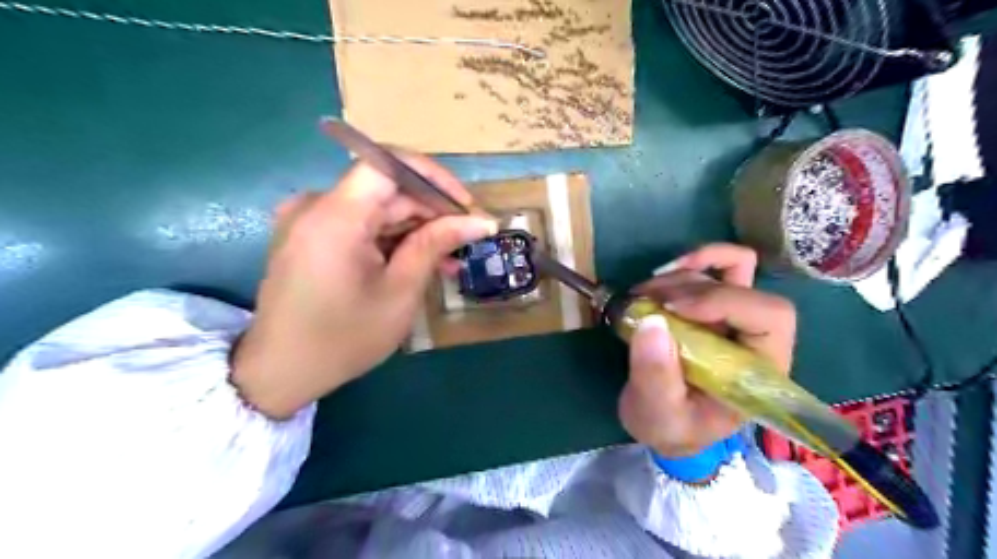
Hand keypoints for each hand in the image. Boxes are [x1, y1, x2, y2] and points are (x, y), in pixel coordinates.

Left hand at [234, 153, 497, 419]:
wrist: (280, 373)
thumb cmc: (344, 338)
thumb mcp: (400, 292)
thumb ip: (435, 245)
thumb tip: (480, 221)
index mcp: (335, 216)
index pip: (389, 164)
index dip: (433, 177)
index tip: (465, 206)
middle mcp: (315, 206)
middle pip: (385, 189)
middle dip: (430, 211)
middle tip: (468, 239)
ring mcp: (309, 221)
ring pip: (376, 208)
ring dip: (415, 229)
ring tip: (450, 259)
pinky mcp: (310, 237)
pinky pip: (359, 225)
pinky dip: (391, 239)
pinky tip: (418, 262)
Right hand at [620, 244, 799, 457]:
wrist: (664, 423)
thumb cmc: (671, 427)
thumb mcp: (659, 414)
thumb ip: (656, 377)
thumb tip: (651, 322)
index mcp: (760, 369)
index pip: (769, 317)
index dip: (724, 302)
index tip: (672, 310)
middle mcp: (755, 337)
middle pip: (745, 286)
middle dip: (692, 289)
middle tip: (646, 303)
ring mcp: (734, 317)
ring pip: (725, 270)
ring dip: (678, 277)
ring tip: (640, 297)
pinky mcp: (713, 306)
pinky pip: (718, 267)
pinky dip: (690, 263)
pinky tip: (660, 276)